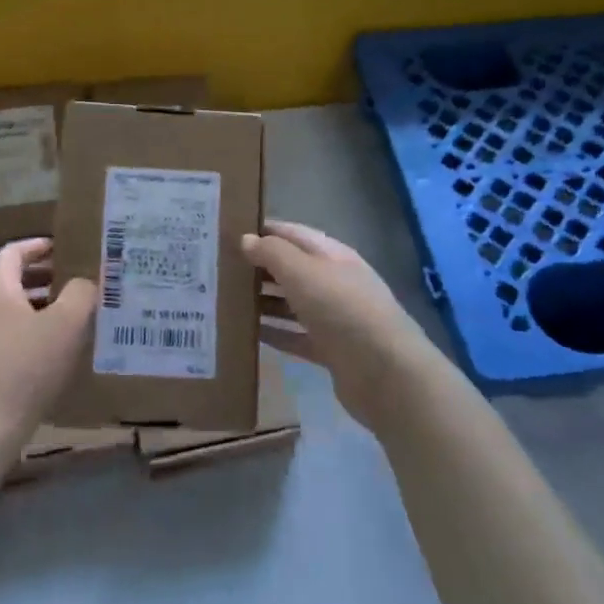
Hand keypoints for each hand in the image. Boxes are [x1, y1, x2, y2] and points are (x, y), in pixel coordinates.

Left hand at [0, 238, 94, 450]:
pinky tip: (48, 352)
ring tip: (65, 315)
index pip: (13, 252)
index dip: (37, 246)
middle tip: (70, 280)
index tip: (61, 248)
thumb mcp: (66, 325)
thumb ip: (81, 294)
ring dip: (33, 305)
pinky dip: (25, 330)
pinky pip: (2, 334)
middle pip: (7, 279)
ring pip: (5, 309)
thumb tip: (84, 283)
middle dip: (39, 276)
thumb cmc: (25, 367)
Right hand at [246, 220, 437, 431]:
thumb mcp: (304, 273)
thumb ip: (273, 254)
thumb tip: (246, 240)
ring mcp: (334, 317)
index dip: (263, 230)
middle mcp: (334, 282)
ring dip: (263, 301)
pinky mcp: (330, 349)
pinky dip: (274, 333)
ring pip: (291, 302)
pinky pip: (295, 336)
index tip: (228, 232)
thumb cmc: (343, 310)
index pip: (293, 234)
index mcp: (332, 255)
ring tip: (225, 299)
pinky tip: (248, 333)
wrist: (386, 373)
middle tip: (218, 268)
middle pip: (292, 268)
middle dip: (259, 267)